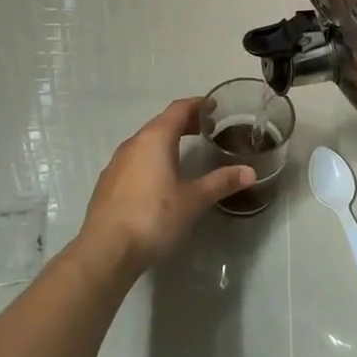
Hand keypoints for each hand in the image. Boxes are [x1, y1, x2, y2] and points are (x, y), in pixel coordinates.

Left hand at [77, 99, 254, 274]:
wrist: (105, 251)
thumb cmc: (153, 218)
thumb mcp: (192, 201)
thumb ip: (220, 183)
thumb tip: (250, 172)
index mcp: (155, 139)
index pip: (178, 109)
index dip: (197, 105)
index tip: (215, 107)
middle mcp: (133, 143)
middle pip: (161, 123)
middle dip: (184, 123)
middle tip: (206, 129)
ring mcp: (116, 163)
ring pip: (146, 142)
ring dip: (166, 141)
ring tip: (185, 152)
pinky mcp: (107, 183)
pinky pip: (134, 159)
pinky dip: (151, 158)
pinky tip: (159, 179)